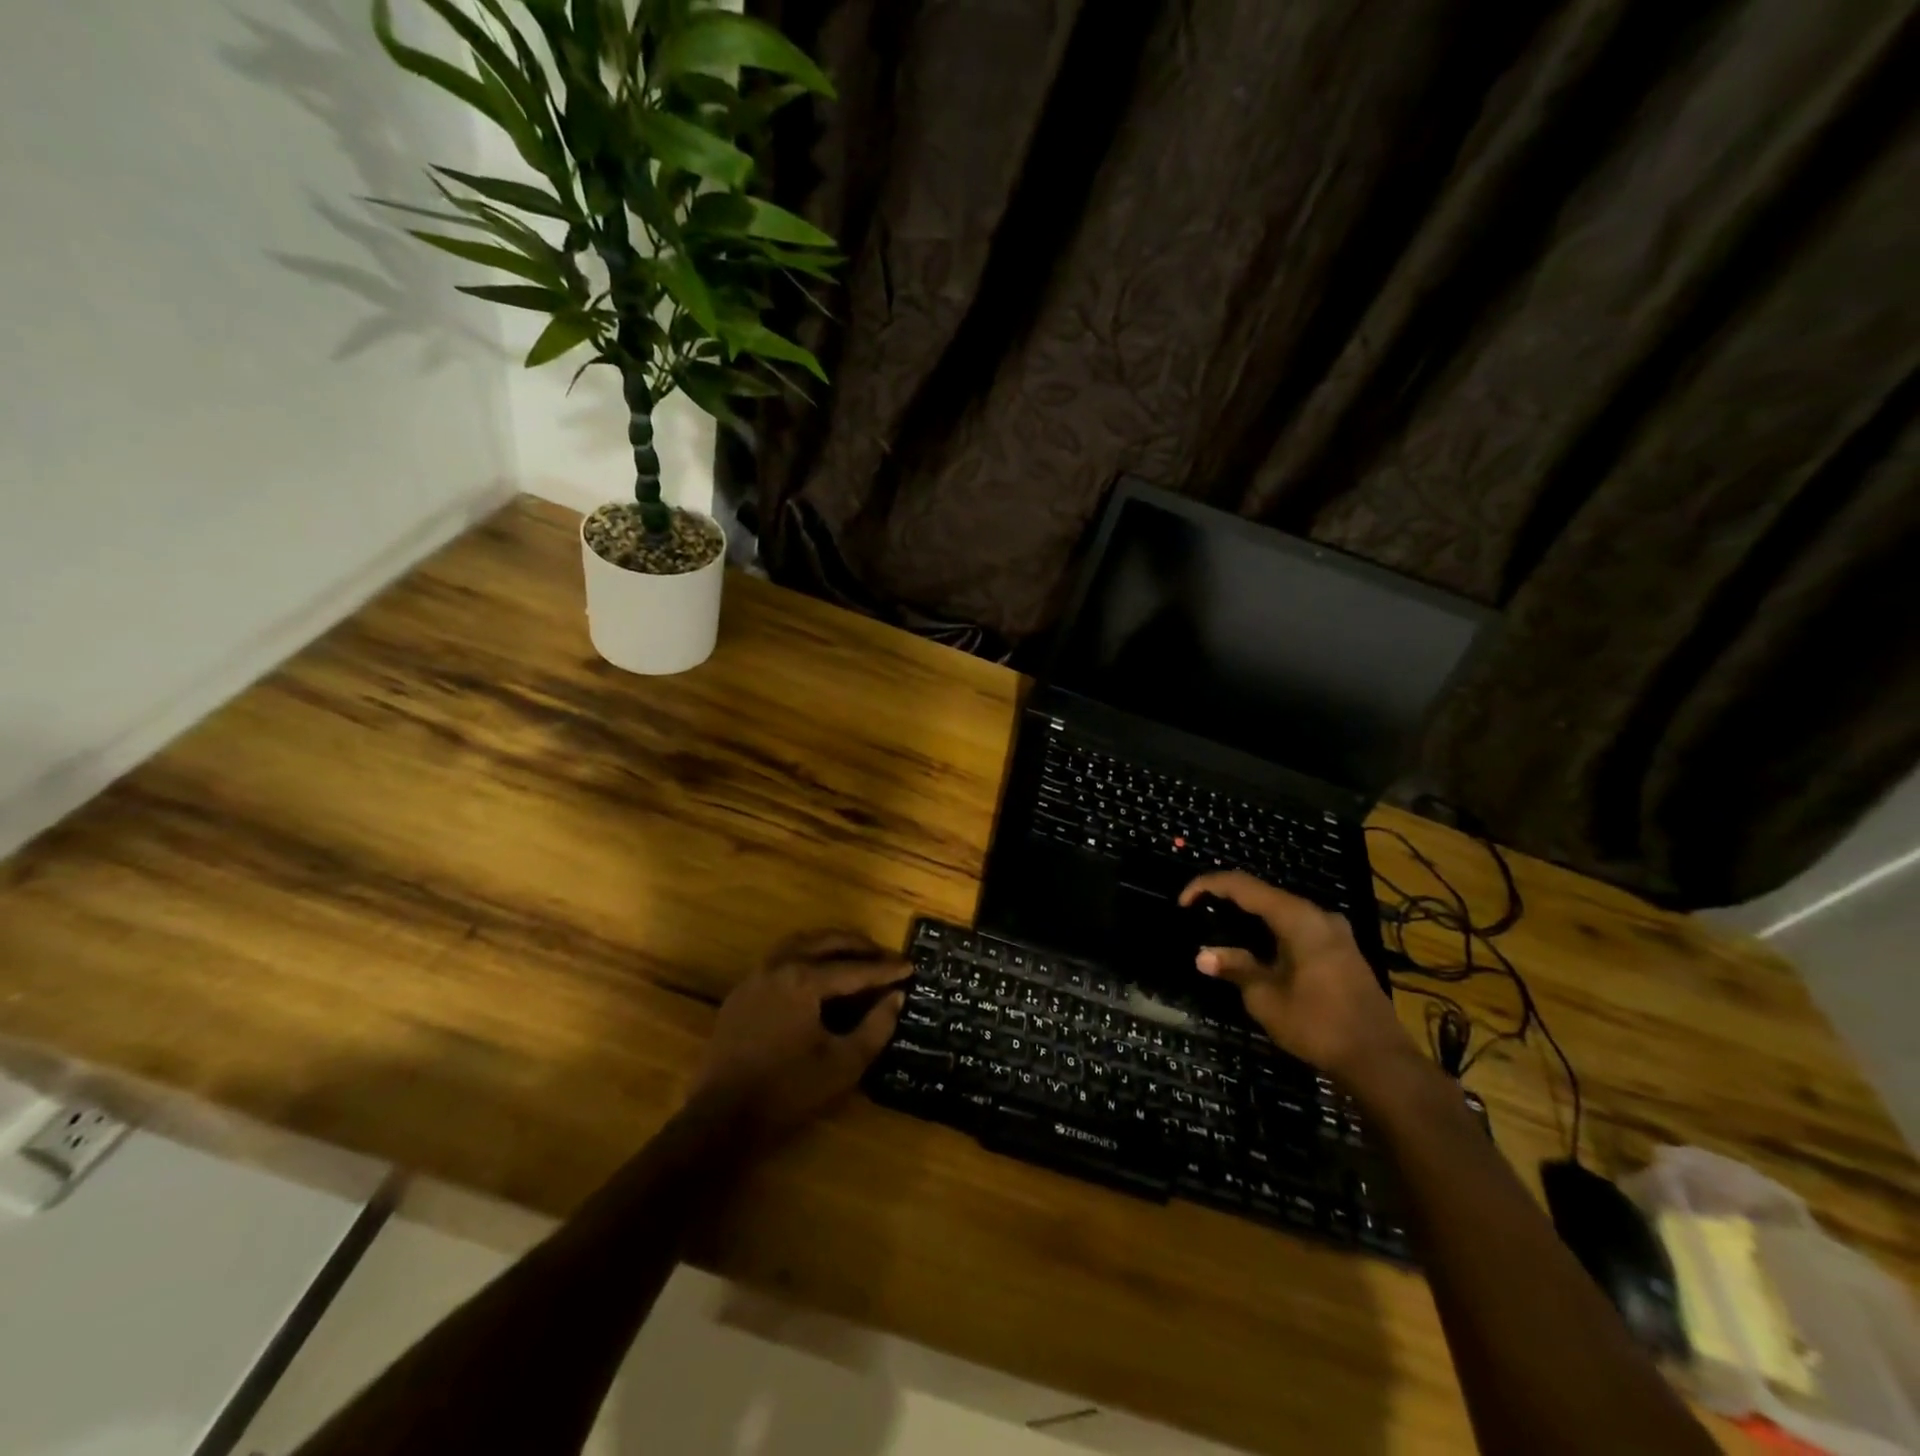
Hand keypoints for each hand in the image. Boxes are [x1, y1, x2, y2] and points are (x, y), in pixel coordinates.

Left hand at [688, 930, 905, 1142]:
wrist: (721, 1118)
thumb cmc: (788, 1091)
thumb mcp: (843, 1064)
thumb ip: (876, 1027)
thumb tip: (896, 997)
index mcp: (804, 980)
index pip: (854, 968)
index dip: (886, 969)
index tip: (911, 966)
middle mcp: (778, 966)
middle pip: (826, 942)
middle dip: (859, 947)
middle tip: (885, 957)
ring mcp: (755, 976)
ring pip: (800, 943)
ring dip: (831, 945)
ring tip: (855, 957)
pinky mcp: (742, 992)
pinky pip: (780, 959)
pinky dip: (806, 957)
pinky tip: (817, 975)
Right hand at [1180, 871, 1410, 1084]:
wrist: (1380, 1060)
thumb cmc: (1318, 1024)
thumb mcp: (1266, 998)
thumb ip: (1235, 968)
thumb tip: (1203, 955)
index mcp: (1298, 918)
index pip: (1242, 885)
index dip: (1207, 886)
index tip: (1182, 902)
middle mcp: (1318, 915)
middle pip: (1263, 894)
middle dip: (1227, 899)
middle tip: (1198, 913)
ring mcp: (1334, 931)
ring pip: (1281, 910)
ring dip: (1249, 915)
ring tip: (1220, 928)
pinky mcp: (1341, 949)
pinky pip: (1296, 926)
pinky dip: (1269, 929)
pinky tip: (1255, 947)